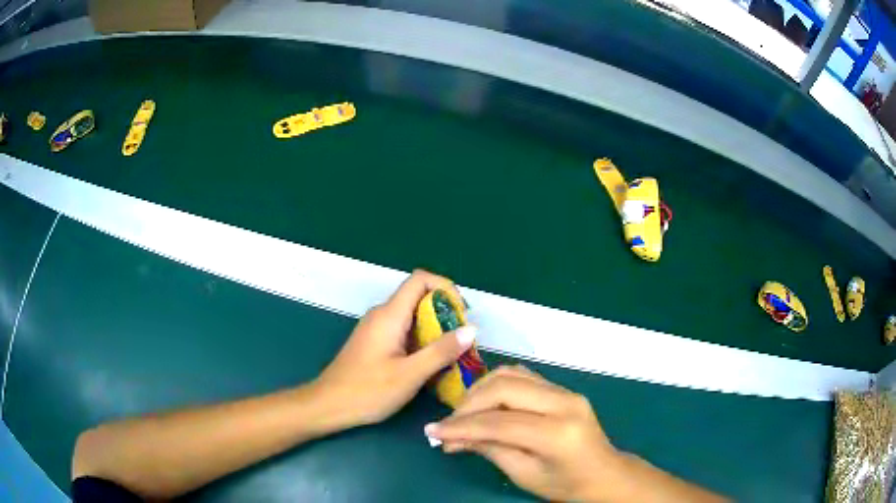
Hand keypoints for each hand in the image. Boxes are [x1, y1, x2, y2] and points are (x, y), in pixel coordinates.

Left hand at [314, 270, 476, 428]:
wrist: (328, 405)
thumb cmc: (367, 391)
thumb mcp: (410, 375)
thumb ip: (441, 351)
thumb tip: (471, 329)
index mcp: (389, 315)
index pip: (420, 279)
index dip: (446, 287)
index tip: (462, 314)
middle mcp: (382, 314)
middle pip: (419, 296)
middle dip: (445, 313)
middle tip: (462, 341)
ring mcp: (376, 328)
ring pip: (412, 315)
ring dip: (435, 329)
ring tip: (451, 354)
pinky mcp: (375, 341)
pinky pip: (404, 330)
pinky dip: (422, 339)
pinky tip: (429, 363)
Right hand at [423, 365, 623, 501]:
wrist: (605, 474)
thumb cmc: (566, 484)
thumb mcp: (525, 475)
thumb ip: (490, 449)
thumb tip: (451, 438)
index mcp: (558, 433)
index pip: (499, 422)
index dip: (461, 426)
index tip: (432, 432)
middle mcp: (564, 403)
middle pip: (504, 388)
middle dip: (468, 404)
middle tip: (448, 424)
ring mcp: (566, 391)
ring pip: (511, 374)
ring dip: (481, 390)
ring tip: (464, 414)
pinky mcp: (562, 388)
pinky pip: (522, 376)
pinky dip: (497, 386)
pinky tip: (485, 403)